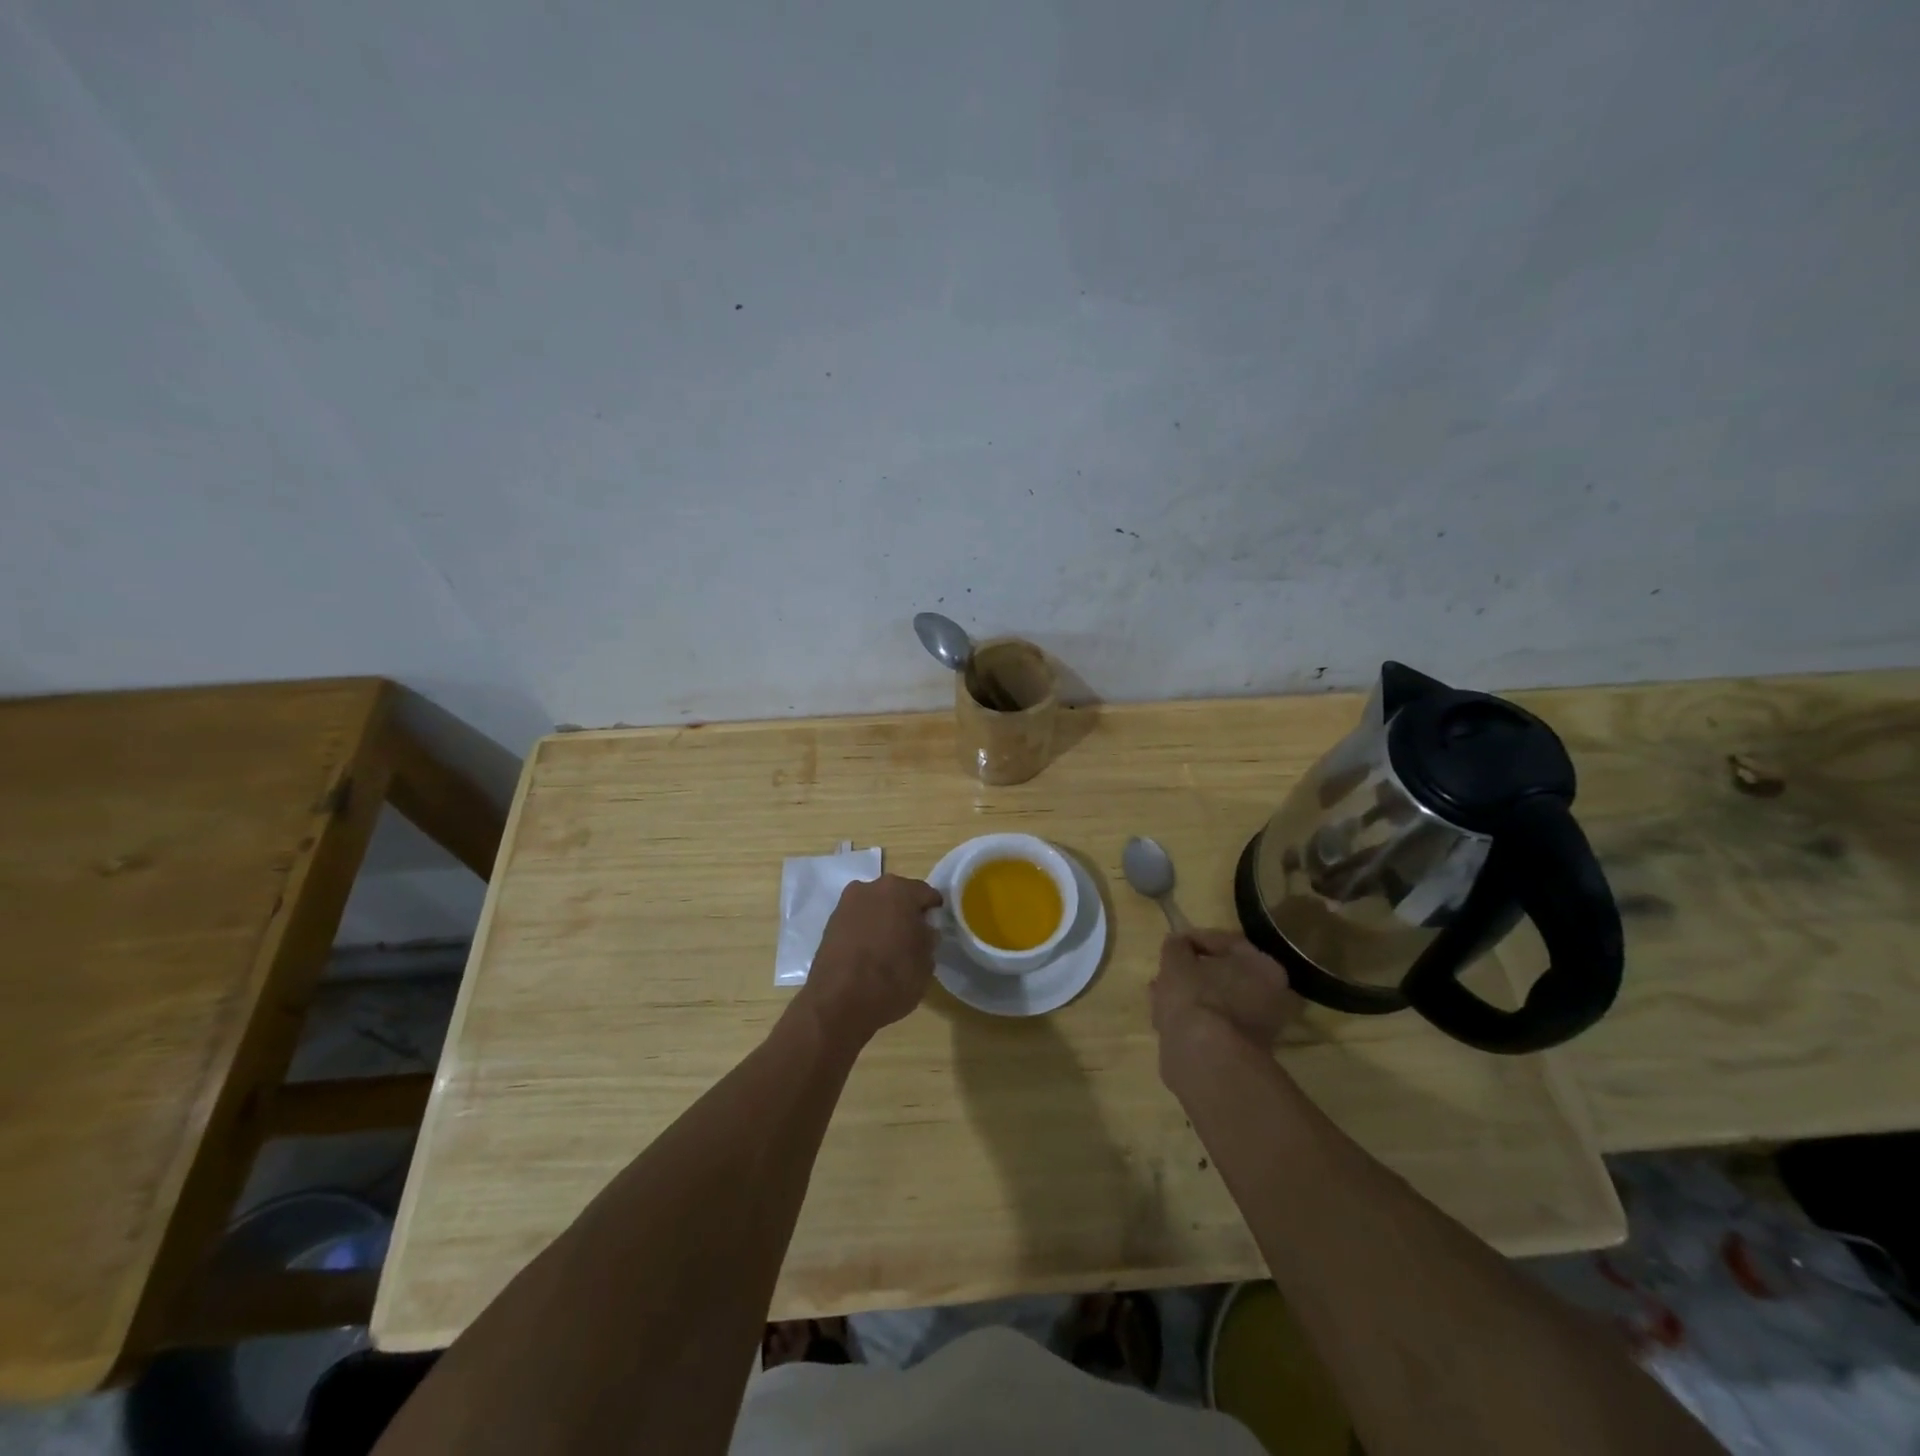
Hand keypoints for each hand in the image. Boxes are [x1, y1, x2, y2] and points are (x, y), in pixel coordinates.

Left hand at [796, 874, 942, 1047]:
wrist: (837, 1003)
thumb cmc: (891, 978)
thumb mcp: (926, 962)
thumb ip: (929, 937)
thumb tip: (923, 930)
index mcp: (899, 890)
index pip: (926, 894)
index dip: (934, 912)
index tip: (936, 931)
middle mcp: (870, 888)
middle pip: (897, 896)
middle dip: (906, 913)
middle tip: (913, 940)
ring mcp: (846, 904)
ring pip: (875, 908)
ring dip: (883, 921)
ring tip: (889, 950)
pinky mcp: (829, 924)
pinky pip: (857, 922)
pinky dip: (865, 932)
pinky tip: (869, 956)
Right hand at [1150, 930, 1302, 1082]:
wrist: (1204, 1058)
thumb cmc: (1196, 996)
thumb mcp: (1176, 959)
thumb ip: (1176, 946)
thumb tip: (1177, 944)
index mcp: (1264, 968)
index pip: (1226, 942)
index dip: (1195, 939)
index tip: (1172, 943)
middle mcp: (1272, 997)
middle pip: (1225, 975)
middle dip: (1193, 972)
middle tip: (1167, 970)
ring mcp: (1258, 1028)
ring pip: (1217, 1001)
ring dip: (1190, 996)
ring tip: (1159, 994)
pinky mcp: (1240, 1052)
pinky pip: (1213, 1024)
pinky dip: (1194, 1019)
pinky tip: (1167, 1019)